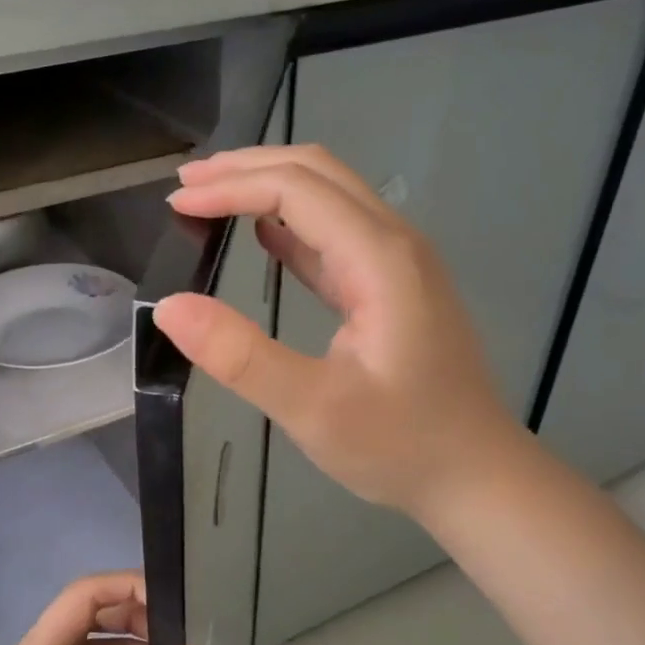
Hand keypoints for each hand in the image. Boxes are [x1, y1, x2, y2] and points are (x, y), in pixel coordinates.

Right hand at [154, 145, 523, 521]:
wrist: (475, 475)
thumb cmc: (399, 445)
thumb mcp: (312, 408)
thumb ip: (240, 356)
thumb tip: (169, 307)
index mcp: (380, 259)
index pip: (296, 190)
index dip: (231, 187)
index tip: (176, 202)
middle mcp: (394, 243)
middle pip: (317, 173)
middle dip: (247, 168)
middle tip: (185, 183)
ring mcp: (398, 264)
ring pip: (328, 196)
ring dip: (268, 188)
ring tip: (211, 197)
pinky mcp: (391, 288)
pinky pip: (336, 235)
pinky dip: (291, 224)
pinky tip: (261, 236)